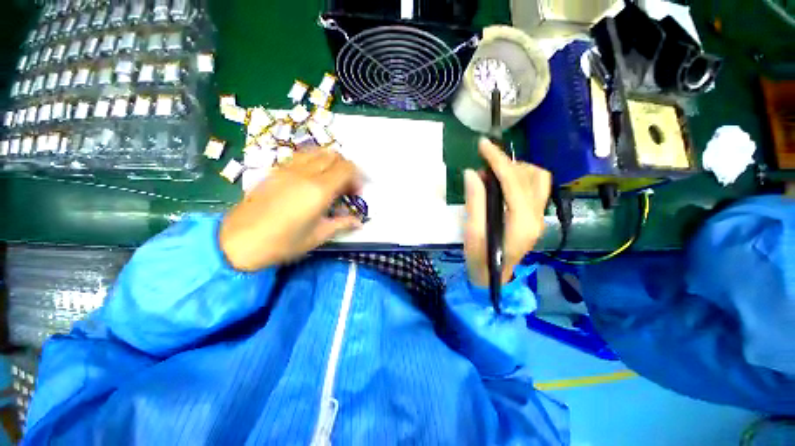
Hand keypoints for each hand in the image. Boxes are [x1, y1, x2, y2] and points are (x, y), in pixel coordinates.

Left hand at [219, 148, 362, 270]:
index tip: (356, 193)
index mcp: (318, 191)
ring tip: (331, 180)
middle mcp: (305, 173)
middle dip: (346, 169)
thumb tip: (359, 221)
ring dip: (331, 162)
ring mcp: (288, 169)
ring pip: (318, 151)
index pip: (347, 169)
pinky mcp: (276, 170)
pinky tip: (312, 178)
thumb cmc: (282, 243)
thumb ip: (342, 224)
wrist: (237, 242)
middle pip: (335, 156)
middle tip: (346, 188)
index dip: (357, 178)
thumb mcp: (317, 236)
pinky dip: (314, 161)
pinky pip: (301, 156)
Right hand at [464, 138, 551, 287]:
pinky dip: (519, 178)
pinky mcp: (535, 217)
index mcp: (522, 222)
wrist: (493, 278)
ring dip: (515, 169)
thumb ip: (474, 202)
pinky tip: (501, 184)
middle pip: (530, 176)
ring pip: (538, 179)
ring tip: (492, 175)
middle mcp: (537, 216)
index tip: (482, 144)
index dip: (497, 160)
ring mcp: (539, 216)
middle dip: (506, 163)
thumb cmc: (480, 259)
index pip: (514, 181)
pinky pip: (534, 187)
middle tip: (483, 165)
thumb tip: (472, 173)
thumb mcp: (473, 233)